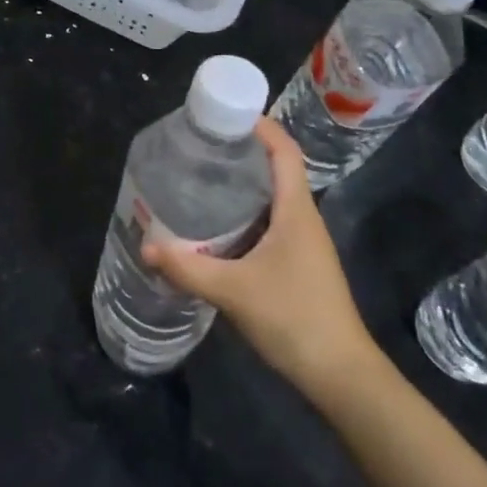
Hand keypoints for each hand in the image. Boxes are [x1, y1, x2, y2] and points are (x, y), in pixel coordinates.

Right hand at [142, 118, 376, 399]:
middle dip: (244, 153)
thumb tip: (146, 246)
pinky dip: (247, 216)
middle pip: (278, 170)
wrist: (340, 373)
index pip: (285, 151)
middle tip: (203, 147)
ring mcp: (305, 244)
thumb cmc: (294, 317)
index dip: (262, 126)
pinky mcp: (299, 265)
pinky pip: (272, 225)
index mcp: (296, 210)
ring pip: (274, 200)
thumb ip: (188, 268)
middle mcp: (304, 219)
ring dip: (245, 186)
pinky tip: (219, 229)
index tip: (228, 113)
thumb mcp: (233, 291)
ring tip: (204, 180)